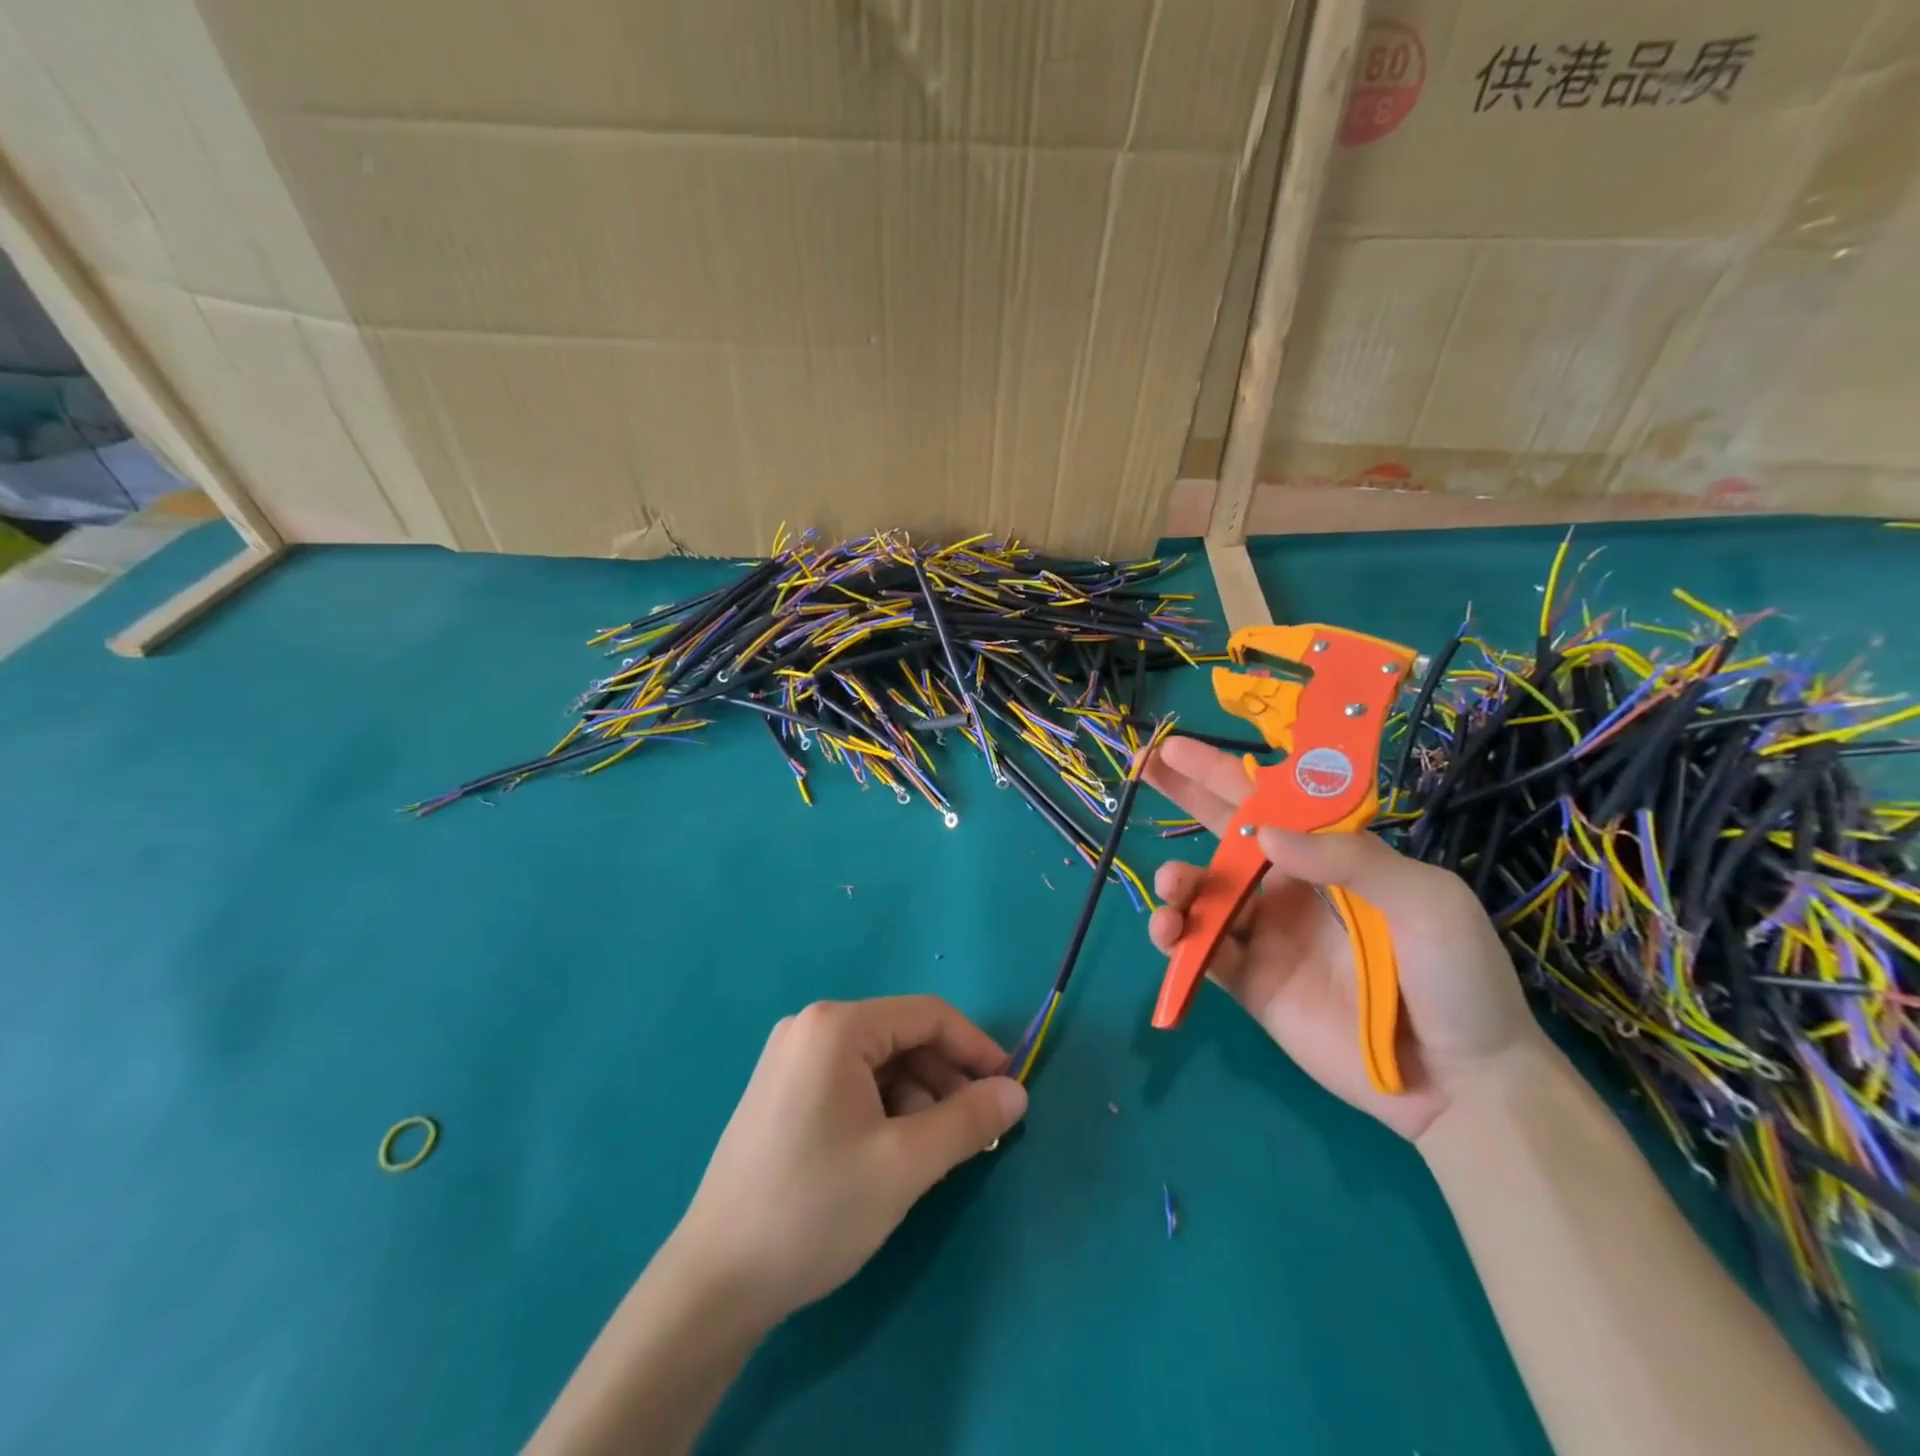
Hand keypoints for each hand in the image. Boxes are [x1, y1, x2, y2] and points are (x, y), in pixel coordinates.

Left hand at [672, 996, 1027, 1326]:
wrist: (715, 1280)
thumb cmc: (815, 1209)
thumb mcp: (905, 1164)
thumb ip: (968, 1121)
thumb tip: (1017, 1092)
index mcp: (836, 1026)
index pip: (927, 1015)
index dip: (976, 1047)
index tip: (1009, 1088)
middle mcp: (811, 1027)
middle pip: (902, 1037)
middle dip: (945, 1080)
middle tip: (976, 1133)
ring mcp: (791, 1057)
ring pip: (879, 1063)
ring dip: (917, 1098)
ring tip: (934, 1153)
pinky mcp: (782, 1090)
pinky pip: (851, 1081)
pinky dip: (885, 1107)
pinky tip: (893, 1153)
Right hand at [1144, 737, 1542, 1140]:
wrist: (1462, 1084)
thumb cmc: (1457, 977)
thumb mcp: (1425, 900)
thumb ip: (1349, 858)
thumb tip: (1264, 832)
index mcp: (1330, 857)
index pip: (1268, 801)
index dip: (1222, 771)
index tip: (1177, 747)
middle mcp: (1290, 887)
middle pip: (1225, 832)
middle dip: (1184, 797)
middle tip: (1144, 770)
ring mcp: (1266, 935)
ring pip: (1204, 893)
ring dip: (1178, 880)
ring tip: (1170, 885)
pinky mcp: (1250, 982)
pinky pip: (1201, 951)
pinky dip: (1177, 937)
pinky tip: (1169, 931)